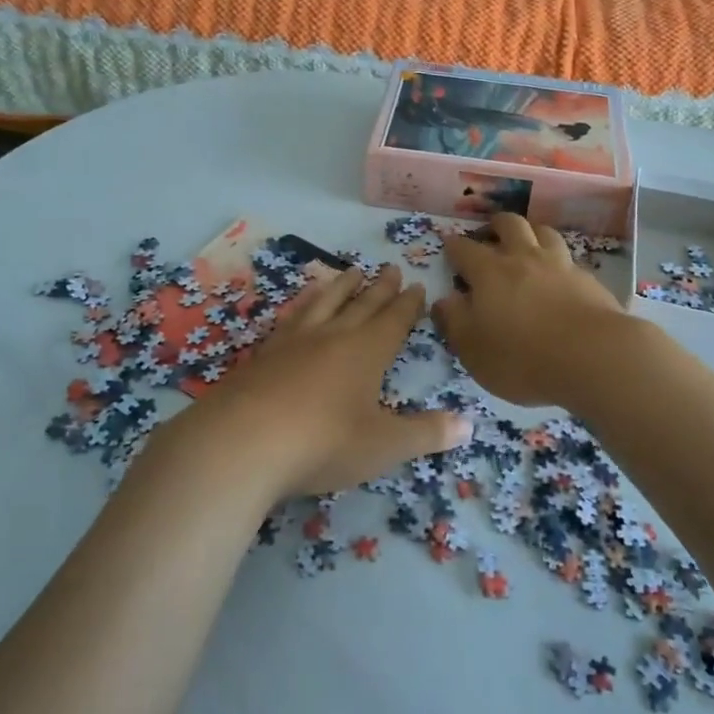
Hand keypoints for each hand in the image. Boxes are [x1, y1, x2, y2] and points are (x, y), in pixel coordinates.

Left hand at [193, 264, 471, 496]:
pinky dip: (303, 305)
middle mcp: (333, 336)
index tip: (416, 285)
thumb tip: (470, 426)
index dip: (408, 304)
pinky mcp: (264, 354)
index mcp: (367, 352)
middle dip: (380, 288)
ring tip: (351, 272)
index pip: (394, 320)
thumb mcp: (383, 445)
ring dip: (341, 287)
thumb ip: (426, 434)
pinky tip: (300, 307)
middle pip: (362, 304)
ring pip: (324, 303)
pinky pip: (291, 318)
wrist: (243, 442)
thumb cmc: (324, 442)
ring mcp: (294, 341)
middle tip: (390, 267)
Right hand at [434, 213, 630, 406]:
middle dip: (496, 225)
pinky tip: (559, 275)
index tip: (448, 244)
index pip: (465, 249)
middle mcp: (524, 258)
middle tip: (489, 234)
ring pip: (543, 232)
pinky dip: (558, 261)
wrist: (594, 356)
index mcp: (489, 272)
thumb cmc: (522, 357)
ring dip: (531, 232)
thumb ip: (454, 321)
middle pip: (509, 224)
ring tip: (527, 243)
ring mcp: (559, 265)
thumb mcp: (473, 349)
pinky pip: (568, 258)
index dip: (453, 245)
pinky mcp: (588, 279)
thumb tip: (444, 299)